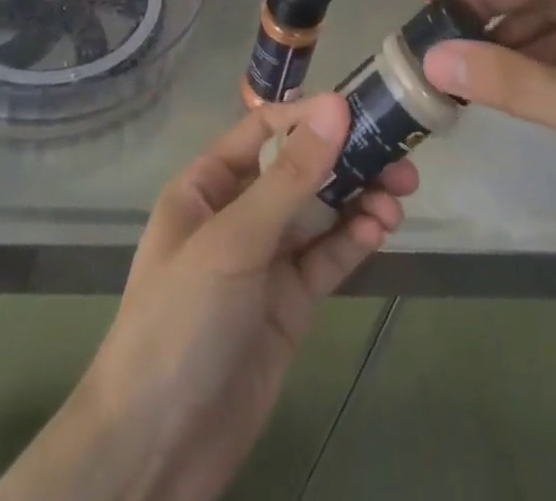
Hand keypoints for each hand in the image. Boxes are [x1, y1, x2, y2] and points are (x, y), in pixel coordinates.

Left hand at [0, 95, 416, 500]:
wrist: (156, 449)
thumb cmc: (181, 320)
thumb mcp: (233, 240)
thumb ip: (290, 178)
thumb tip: (335, 107)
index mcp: (208, 185)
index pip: (263, 131)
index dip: (308, 117)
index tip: (357, 110)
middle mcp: (238, 213)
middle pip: (299, 171)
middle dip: (346, 159)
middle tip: (399, 155)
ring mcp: (265, 260)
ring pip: (320, 213)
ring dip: (359, 198)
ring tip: (399, 194)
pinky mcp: (289, 304)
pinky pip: (326, 258)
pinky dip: (353, 240)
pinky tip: (380, 229)